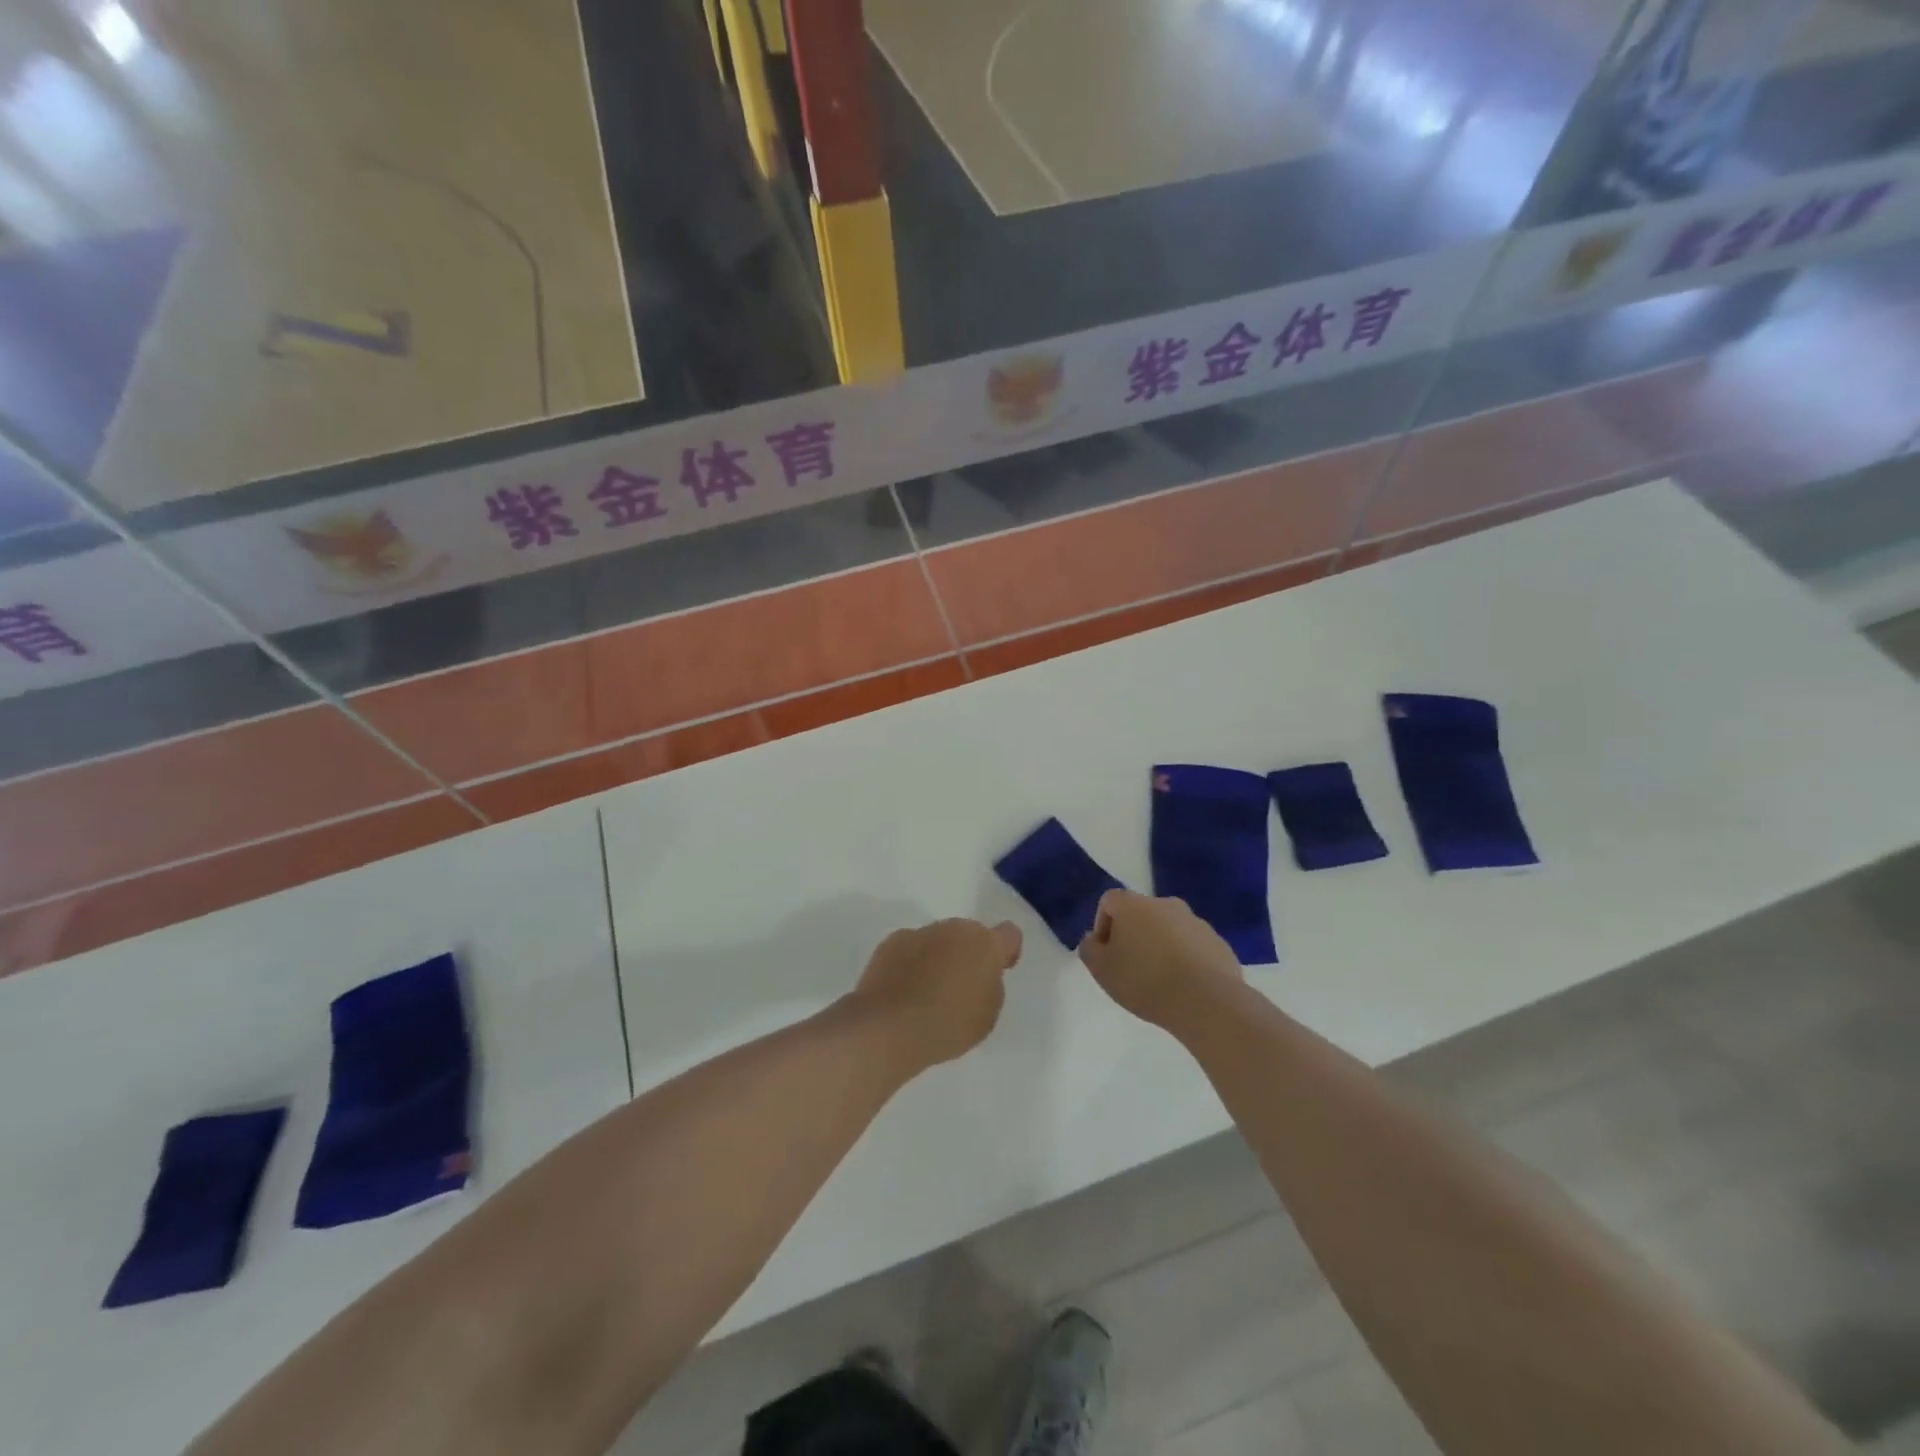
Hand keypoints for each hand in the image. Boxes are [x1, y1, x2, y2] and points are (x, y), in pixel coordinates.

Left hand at [849, 919, 1023, 1072]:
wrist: (890, 1027)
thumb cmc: (948, 1025)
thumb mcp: (987, 1015)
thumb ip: (990, 986)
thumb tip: (978, 974)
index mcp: (986, 944)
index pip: (1009, 934)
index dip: (1006, 951)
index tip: (998, 970)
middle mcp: (954, 929)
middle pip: (969, 936)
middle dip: (968, 955)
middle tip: (959, 988)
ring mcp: (921, 932)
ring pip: (938, 940)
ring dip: (938, 958)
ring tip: (926, 994)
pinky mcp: (892, 942)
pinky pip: (911, 949)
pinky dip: (911, 963)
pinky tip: (903, 991)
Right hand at [1078, 890, 1243, 1028]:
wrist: (1206, 1002)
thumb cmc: (1145, 981)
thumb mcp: (1101, 970)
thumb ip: (1089, 949)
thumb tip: (1095, 940)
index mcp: (1134, 905)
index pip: (1109, 901)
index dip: (1102, 925)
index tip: (1106, 953)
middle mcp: (1165, 904)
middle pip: (1141, 914)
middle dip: (1133, 936)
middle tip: (1130, 968)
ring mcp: (1196, 922)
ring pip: (1169, 930)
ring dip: (1160, 947)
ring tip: (1160, 981)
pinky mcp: (1218, 943)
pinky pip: (1193, 946)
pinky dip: (1185, 959)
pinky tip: (1184, 986)